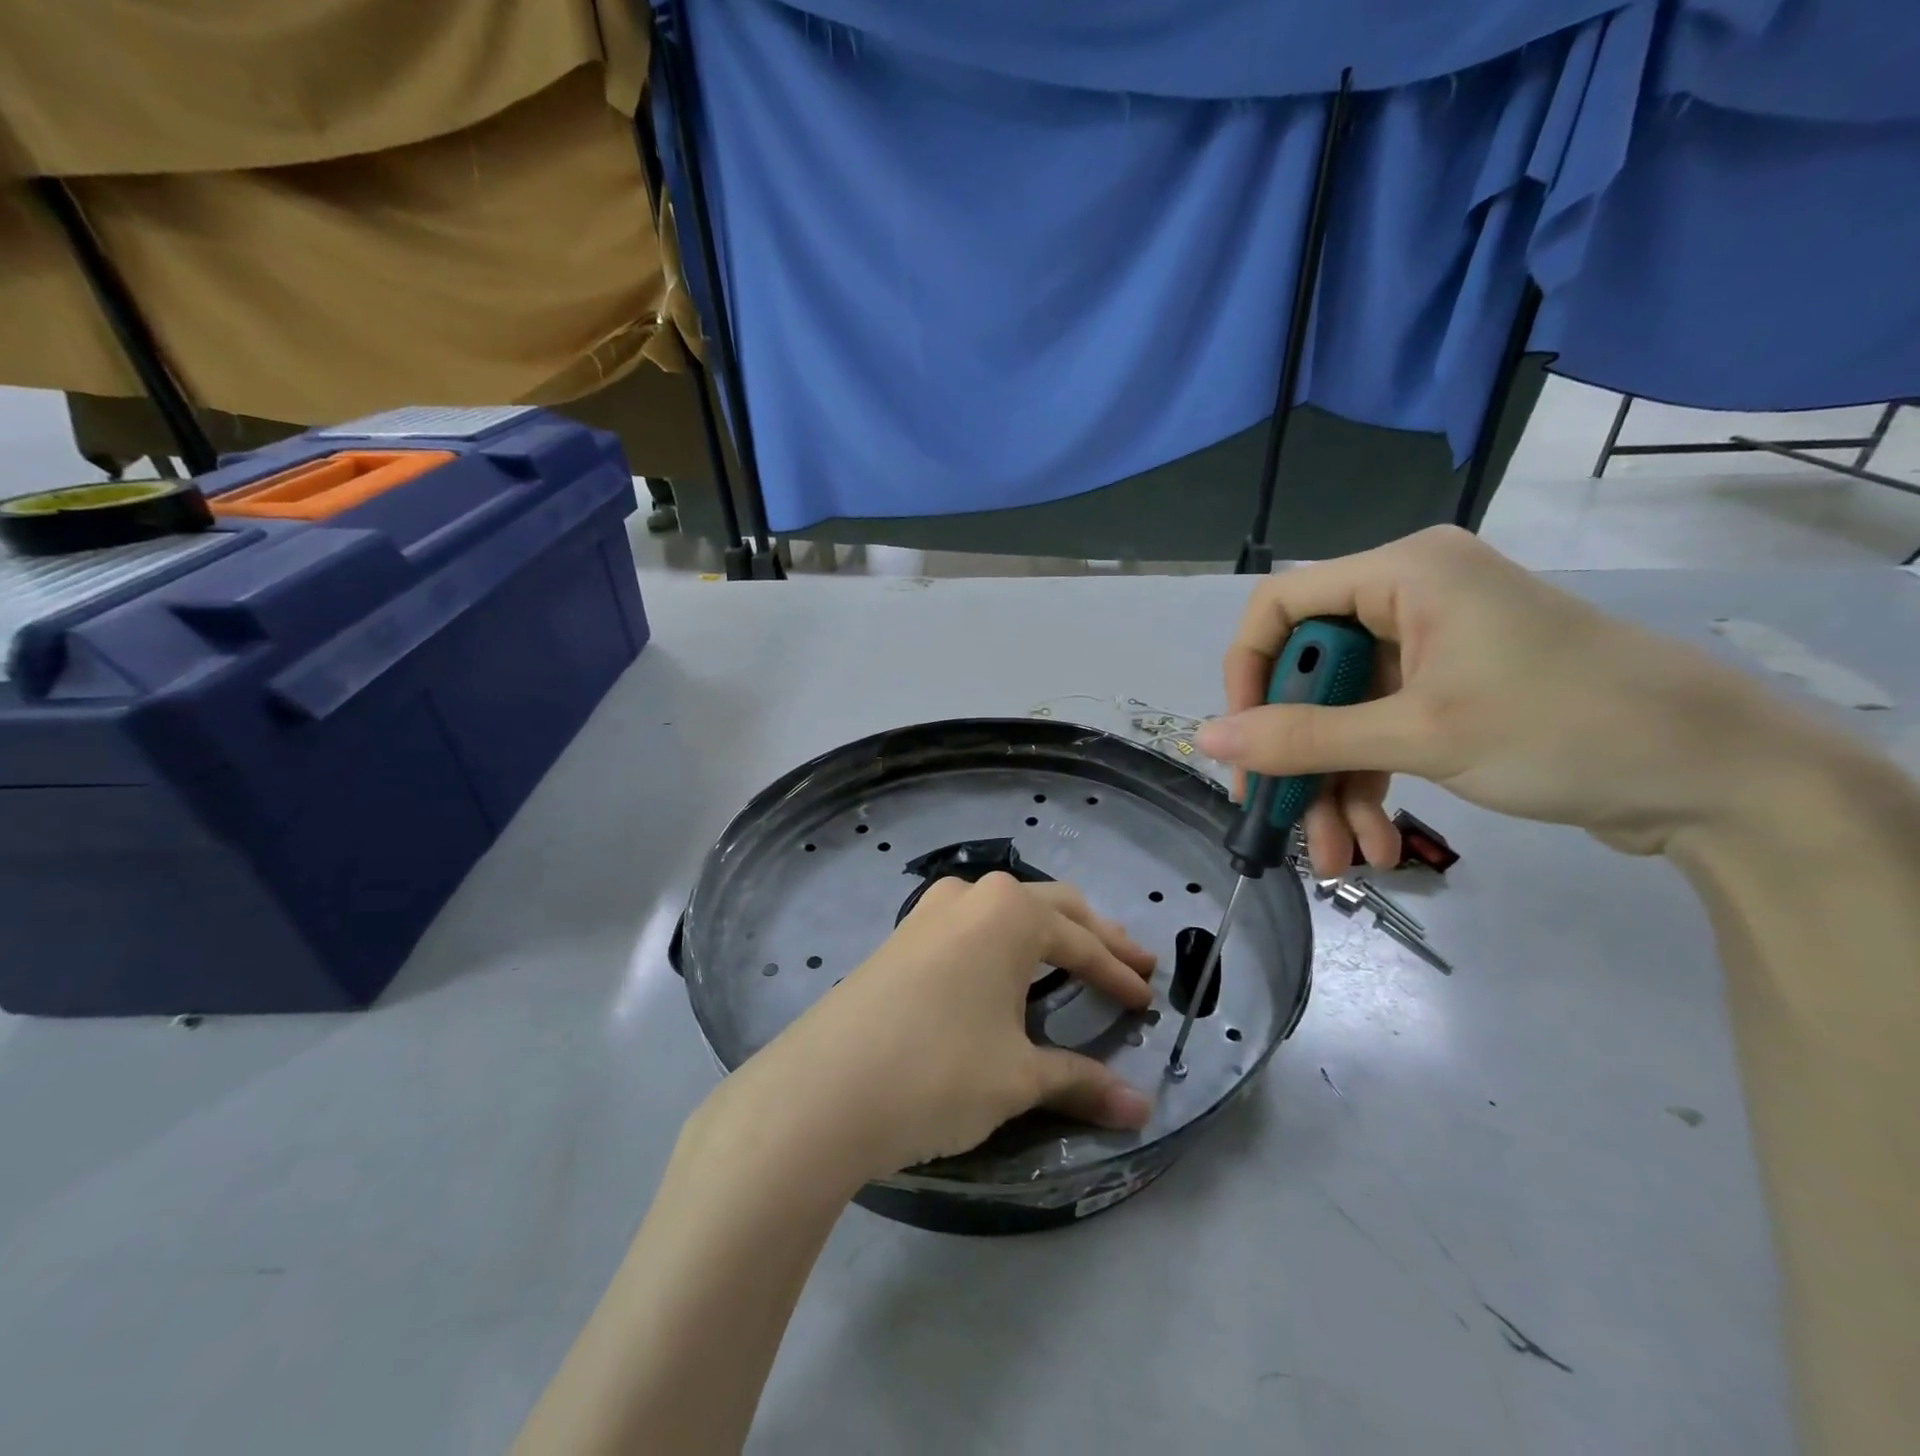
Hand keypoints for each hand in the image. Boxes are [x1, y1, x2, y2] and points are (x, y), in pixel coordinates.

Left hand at [711, 873, 1156, 1182]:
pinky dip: (1007, 944)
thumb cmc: (937, 1071)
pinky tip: (1008, 969)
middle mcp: (972, 896)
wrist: (823, 1088)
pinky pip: (973, 927)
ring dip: (1049, 934)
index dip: (1120, 976)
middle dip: (1095, 937)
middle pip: (1052, 908)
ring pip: (1008, 912)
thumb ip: (1081, 1082)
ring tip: (1078, 959)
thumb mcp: (1017, 1078)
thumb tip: (1142, 1109)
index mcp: (1010, 913)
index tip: (1149, 1000)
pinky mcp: (902, 937)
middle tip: (1133, 964)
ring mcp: (930, 912)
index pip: (1083, 944)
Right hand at [1197, 526, 1805, 873]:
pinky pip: (1381, 734)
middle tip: (1275, 817)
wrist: (1726, 782)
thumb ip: (1303, 738)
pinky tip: (1372, 845)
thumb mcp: (1420, 735)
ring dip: (1332, 788)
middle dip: (1296, 756)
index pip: (1281, 606)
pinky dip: (1369, 788)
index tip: (1242, 740)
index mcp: (1403, 575)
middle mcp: (1409, 601)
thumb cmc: (1566, 729)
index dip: (1249, 672)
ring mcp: (1431, 651)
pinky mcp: (1451, 694)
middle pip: (1312, 675)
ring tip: (1336, 858)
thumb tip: (1206, 740)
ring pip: (1343, 716)